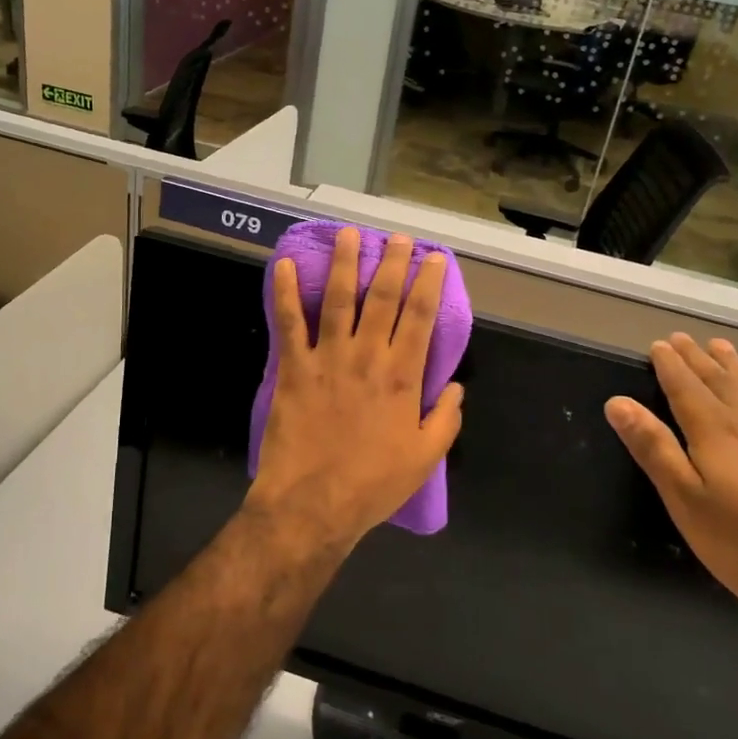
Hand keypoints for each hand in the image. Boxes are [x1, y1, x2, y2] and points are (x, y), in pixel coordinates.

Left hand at [249, 228, 463, 557]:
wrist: (314, 504)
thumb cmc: (373, 484)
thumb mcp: (425, 458)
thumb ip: (446, 419)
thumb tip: (456, 387)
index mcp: (402, 376)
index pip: (420, 317)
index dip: (428, 283)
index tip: (434, 258)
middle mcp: (366, 356)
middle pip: (381, 298)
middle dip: (392, 263)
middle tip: (398, 238)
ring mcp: (327, 358)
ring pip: (337, 299)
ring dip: (343, 264)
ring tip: (348, 235)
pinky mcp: (294, 368)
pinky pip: (289, 324)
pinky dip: (283, 293)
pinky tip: (281, 265)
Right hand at [605, 334, 737, 657]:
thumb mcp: (686, 502)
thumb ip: (654, 449)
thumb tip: (618, 402)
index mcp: (715, 433)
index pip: (685, 388)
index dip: (670, 365)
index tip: (658, 345)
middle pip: (719, 382)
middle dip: (697, 359)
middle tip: (681, 339)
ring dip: (734, 367)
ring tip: (720, 346)